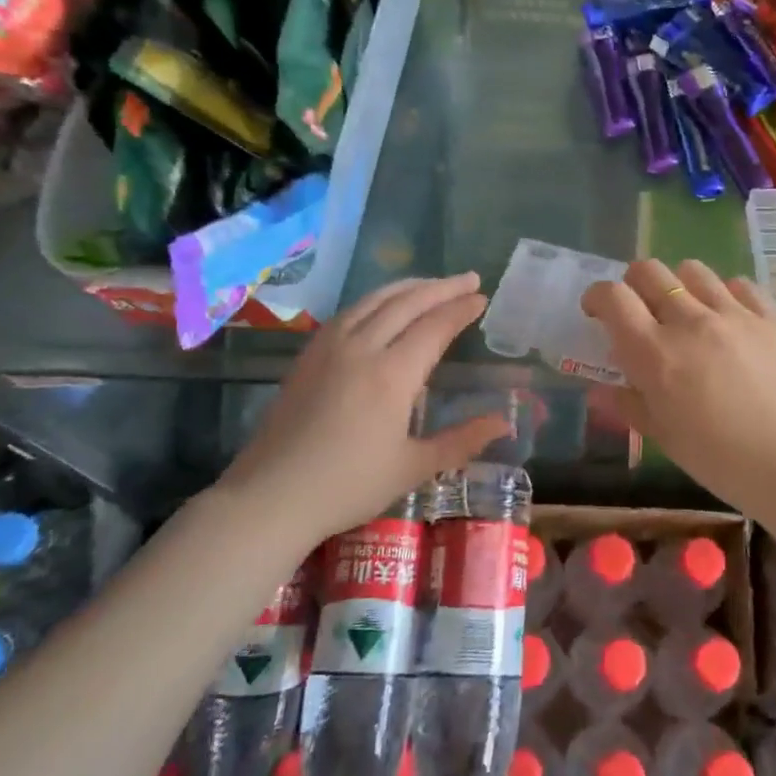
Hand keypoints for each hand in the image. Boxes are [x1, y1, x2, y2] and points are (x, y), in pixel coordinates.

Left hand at [213, 274, 512, 546]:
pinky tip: (383, 305)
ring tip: (433, 284)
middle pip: (407, 303)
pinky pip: (349, 312)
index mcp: (391, 375)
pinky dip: (376, 299)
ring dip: (409, 287)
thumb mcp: (413, 468)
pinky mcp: (308, 355)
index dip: (460, 309)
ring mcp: (329, 347)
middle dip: (442, 287)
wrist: (271, 496)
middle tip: (469, 279)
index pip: (434, 327)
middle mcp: (361, 349)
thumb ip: (461, 440)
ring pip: (374, 300)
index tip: (482, 298)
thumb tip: (505, 423)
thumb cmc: (348, 486)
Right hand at [582, 259, 775, 517]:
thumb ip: (631, 405)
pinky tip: (730, 319)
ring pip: (694, 270)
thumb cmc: (722, 461)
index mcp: (655, 353)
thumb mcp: (666, 438)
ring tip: (687, 311)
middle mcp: (690, 321)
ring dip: (679, 284)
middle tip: (640, 310)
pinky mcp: (772, 317)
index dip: (598, 296)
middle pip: (650, 271)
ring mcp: (735, 314)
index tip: (598, 312)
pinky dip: (725, 295)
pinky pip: (740, 285)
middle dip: (634, 283)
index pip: (613, 297)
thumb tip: (602, 389)